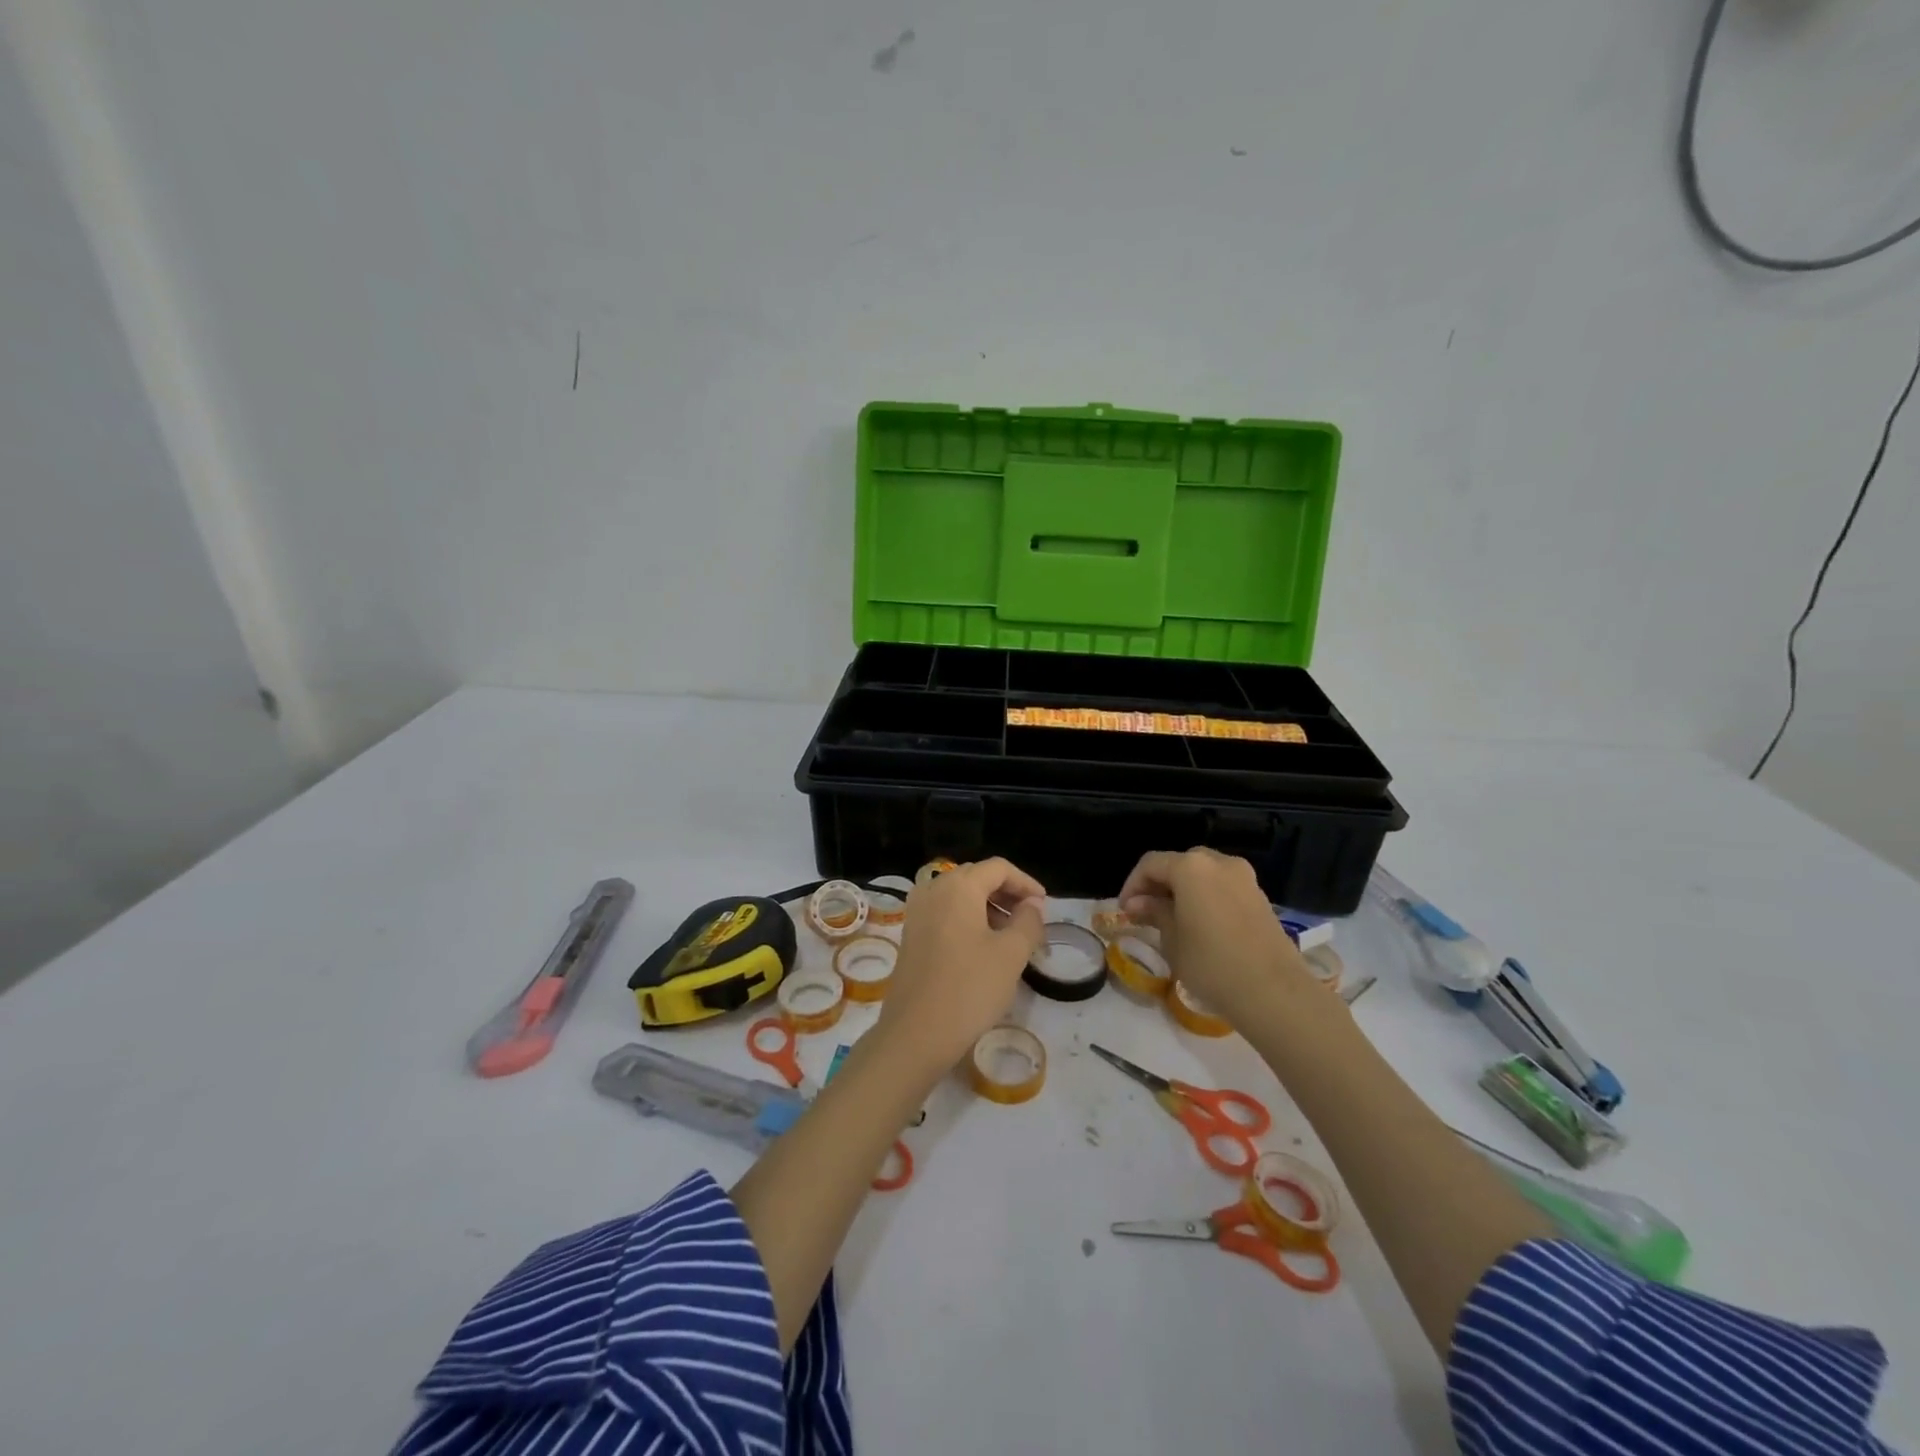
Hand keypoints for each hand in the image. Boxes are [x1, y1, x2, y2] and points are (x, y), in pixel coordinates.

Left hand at [872, 858, 1046, 1081]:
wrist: (915, 1033)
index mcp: (958, 886)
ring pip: (959, 896)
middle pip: (976, 877)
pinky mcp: (910, 935)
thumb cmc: (969, 988)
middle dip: (1006, 893)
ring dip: (988, 907)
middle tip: (1030, 919)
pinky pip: (944, 913)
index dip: (1025, 882)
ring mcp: (917, 912)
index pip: (998, 868)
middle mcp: (933, 890)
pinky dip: (967, 920)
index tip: (1044, 905)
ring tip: (1011, 936)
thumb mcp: (1011, 954)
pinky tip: (983, 948)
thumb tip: (1032, 905)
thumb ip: (1028, 921)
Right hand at [1119, 848, 1316, 1026]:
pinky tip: (1201, 925)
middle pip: (1179, 863)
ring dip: (1184, 890)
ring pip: (1204, 874)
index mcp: (1191, 867)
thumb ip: (1154, 913)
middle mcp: (1219, 863)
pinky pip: (1224, 887)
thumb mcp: (1172, 939)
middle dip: (1159, 884)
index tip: (1124, 910)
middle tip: (1146, 911)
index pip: (1151, 864)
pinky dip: (1207, 897)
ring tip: (1173, 919)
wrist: (1274, 992)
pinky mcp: (1261, 897)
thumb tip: (1138, 903)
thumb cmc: (1211, 964)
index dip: (1132, 884)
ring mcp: (1244, 878)